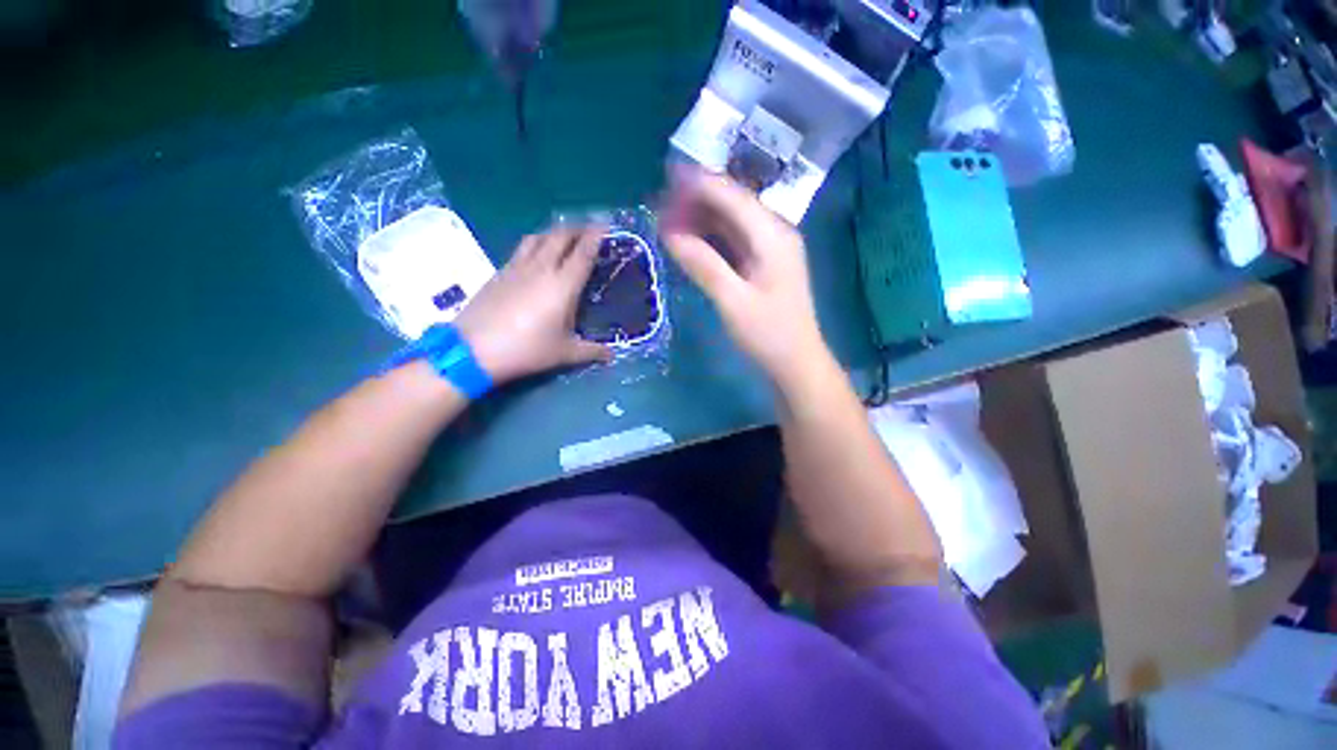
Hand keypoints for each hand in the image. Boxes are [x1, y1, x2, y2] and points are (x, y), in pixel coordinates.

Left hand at [454, 224, 611, 383]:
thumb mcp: (565, 353)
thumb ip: (592, 351)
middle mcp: (541, 268)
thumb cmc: (527, 349)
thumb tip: (612, 356)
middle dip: (576, 228)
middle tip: (588, 229)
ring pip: (538, 237)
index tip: (605, 225)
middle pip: (560, 236)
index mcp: (563, 285)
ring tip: (563, 237)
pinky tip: (536, 255)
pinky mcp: (499, 272)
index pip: (583, 252)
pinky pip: (522, 248)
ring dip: (554, 232)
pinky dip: (536, 243)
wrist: (474, 349)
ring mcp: (517, 267)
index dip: (595, 236)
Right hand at [661, 166, 830, 384]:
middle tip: (660, 206)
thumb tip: (669, 233)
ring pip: (731, 221)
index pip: (732, 196)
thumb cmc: (768, 334)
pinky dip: (711, 237)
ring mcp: (770, 247)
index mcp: (772, 235)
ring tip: (668, 221)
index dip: (698, 185)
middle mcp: (774, 232)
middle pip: (732, 204)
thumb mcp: (732, 301)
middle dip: (696, 201)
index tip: (664, 179)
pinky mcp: (763, 262)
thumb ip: (703, 264)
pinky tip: (690, 240)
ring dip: (701, 218)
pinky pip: (733, 239)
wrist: (796, 362)